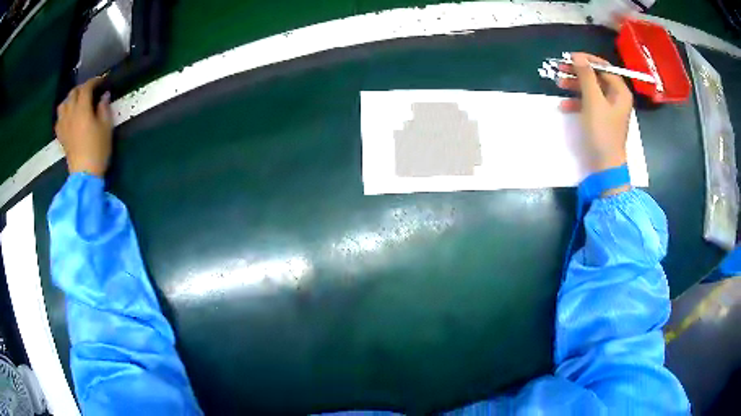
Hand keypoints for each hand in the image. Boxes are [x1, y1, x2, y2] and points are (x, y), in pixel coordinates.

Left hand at [55, 76, 112, 177]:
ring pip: (63, 104)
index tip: (102, 81)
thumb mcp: (106, 127)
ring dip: (70, 99)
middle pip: (73, 93)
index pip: (86, 87)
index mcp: (82, 109)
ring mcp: (64, 125)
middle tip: (90, 90)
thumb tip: (104, 96)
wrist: (84, 174)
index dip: (94, 81)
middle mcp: (71, 113)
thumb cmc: (98, 150)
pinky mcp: (61, 136)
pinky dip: (64, 113)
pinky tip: (68, 116)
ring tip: (77, 102)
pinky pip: (59, 119)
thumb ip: (104, 108)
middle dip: (82, 88)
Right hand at [557, 52, 632, 172]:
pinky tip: (564, 106)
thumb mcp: (593, 101)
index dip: (587, 60)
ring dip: (575, 86)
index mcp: (620, 91)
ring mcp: (609, 109)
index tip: (570, 57)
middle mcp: (616, 97)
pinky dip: (576, 102)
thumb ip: (586, 76)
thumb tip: (578, 56)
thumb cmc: (602, 132)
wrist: (605, 166)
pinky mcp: (601, 119)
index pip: (604, 67)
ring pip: (590, 89)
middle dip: (578, 72)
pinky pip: (589, 104)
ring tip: (559, 84)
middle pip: (596, 77)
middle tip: (560, 68)